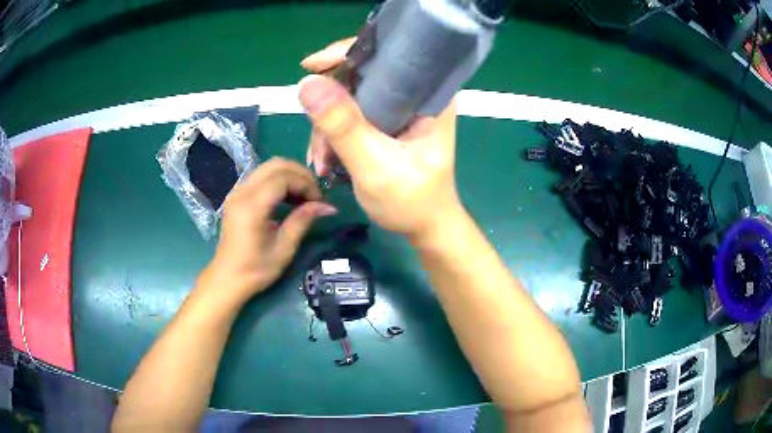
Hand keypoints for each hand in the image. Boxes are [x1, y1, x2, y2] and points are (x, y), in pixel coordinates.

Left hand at [200, 158, 336, 303]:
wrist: (227, 278)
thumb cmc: (256, 269)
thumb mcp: (284, 248)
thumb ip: (303, 220)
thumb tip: (328, 206)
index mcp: (252, 206)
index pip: (284, 177)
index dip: (306, 184)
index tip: (319, 202)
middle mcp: (242, 192)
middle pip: (276, 164)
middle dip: (300, 174)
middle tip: (314, 195)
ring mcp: (237, 192)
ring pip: (268, 167)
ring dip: (290, 176)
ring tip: (303, 197)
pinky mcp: (237, 196)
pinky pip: (261, 176)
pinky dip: (278, 180)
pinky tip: (288, 198)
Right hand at [298, 39, 462, 238]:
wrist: (424, 228)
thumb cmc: (412, 201)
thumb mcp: (375, 166)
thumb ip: (343, 126)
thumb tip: (307, 84)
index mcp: (429, 94)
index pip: (386, 54)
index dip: (346, 54)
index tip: (310, 67)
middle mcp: (416, 93)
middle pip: (362, 74)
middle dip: (330, 103)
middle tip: (316, 139)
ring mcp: (401, 107)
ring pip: (351, 96)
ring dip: (327, 126)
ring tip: (320, 161)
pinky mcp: (388, 121)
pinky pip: (352, 113)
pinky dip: (333, 133)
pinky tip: (325, 158)